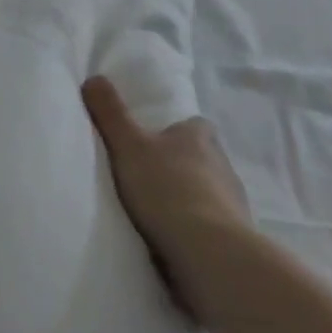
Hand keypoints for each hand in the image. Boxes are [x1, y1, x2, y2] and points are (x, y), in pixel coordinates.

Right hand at [82, 76, 251, 325]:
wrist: (210, 255)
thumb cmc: (167, 189)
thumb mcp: (127, 144)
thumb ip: (110, 112)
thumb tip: (93, 77)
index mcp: (200, 136)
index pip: (191, 125)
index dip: (172, 131)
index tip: (151, 141)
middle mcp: (223, 164)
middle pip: (199, 158)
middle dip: (178, 166)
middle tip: (147, 177)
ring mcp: (234, 203)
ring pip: (207, 193)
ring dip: (189, 201)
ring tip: (157, 213)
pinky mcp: (238, 239)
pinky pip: (212, 227)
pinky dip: (196, 231)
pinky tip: (175, 241)